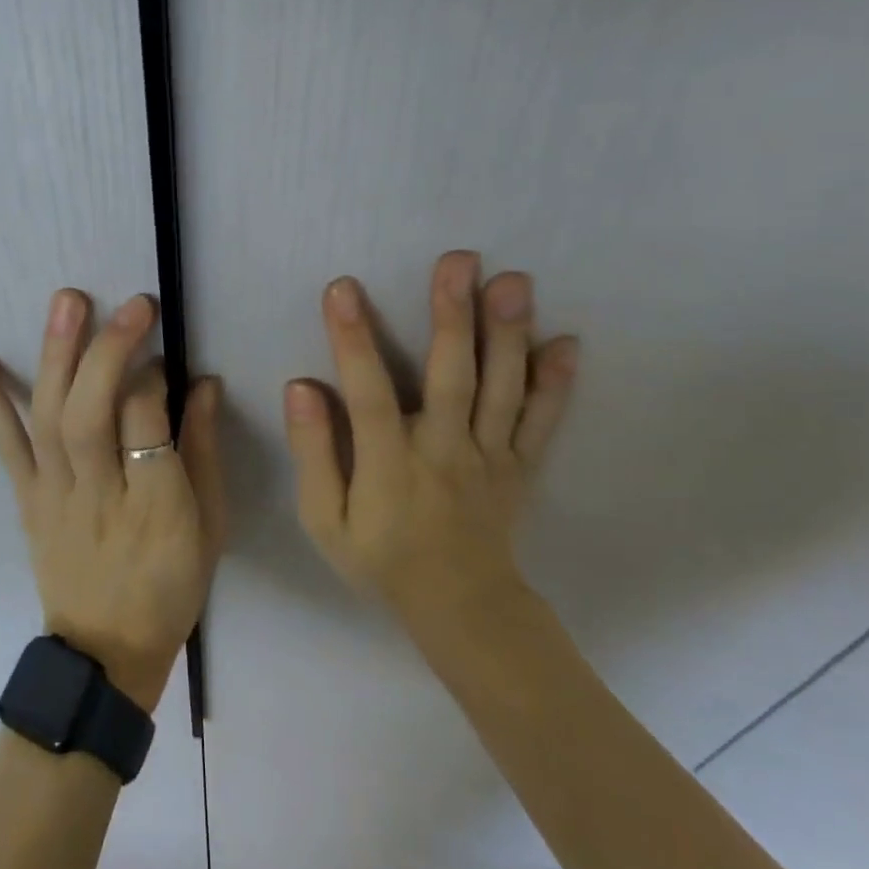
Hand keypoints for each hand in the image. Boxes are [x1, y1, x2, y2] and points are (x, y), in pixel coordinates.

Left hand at [0, 290, 224, 712]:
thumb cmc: (171, 585)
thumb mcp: (210, 526)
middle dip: (108, 351)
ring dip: (56, 356)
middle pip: (91, 414)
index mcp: (155, 505)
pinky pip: (7, 448)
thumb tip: (203, 382)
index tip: (162, 350)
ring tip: (66, 301)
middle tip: (130, 303)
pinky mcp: (27, 499)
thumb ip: (203, 451)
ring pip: (50, 419)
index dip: (153, 377)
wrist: (105, 651)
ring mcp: (54, 495)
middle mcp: (98, 493)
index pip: (146, 422)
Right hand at [285, 251, 578, 629]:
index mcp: (390, 464)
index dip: (353, 340)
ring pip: (502, 390)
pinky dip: (558, 386)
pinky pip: (543, 423)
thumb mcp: (324, 521)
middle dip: (453, 316)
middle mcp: (445, 451)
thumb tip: (301, 387)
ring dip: (508, 334)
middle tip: (460, 260)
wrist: (462, 608)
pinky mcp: (521, 465)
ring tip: (515, 282)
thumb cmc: (381, 558)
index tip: (342, 289)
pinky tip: (568, 343)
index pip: (368, 394)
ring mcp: (490, 457)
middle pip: (452, 378)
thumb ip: (313, 453)